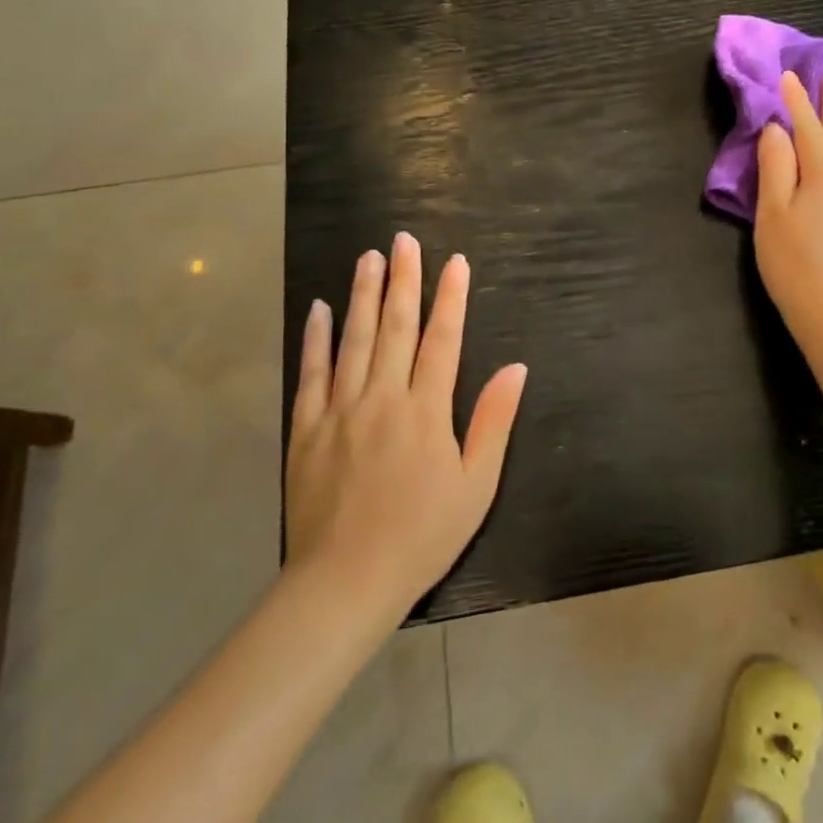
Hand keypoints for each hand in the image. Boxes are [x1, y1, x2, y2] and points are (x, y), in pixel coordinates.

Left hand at [285, 233, 527, 617]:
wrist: (344, 582)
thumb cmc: (422, 534)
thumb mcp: (476, 485)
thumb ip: (494, 422)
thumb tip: (516, 369)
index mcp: (426, 411)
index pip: (442, 340)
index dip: (451, 298)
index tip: (455, 262)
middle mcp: (382, 398)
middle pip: (395, 327)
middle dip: (403, 280)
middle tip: (404, 240)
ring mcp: (339, 411)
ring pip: (354, 340)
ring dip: (363, 295)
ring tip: (369, 257)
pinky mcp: (306, 429)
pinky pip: (311, 373)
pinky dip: (316, 338)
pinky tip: (320, 309)